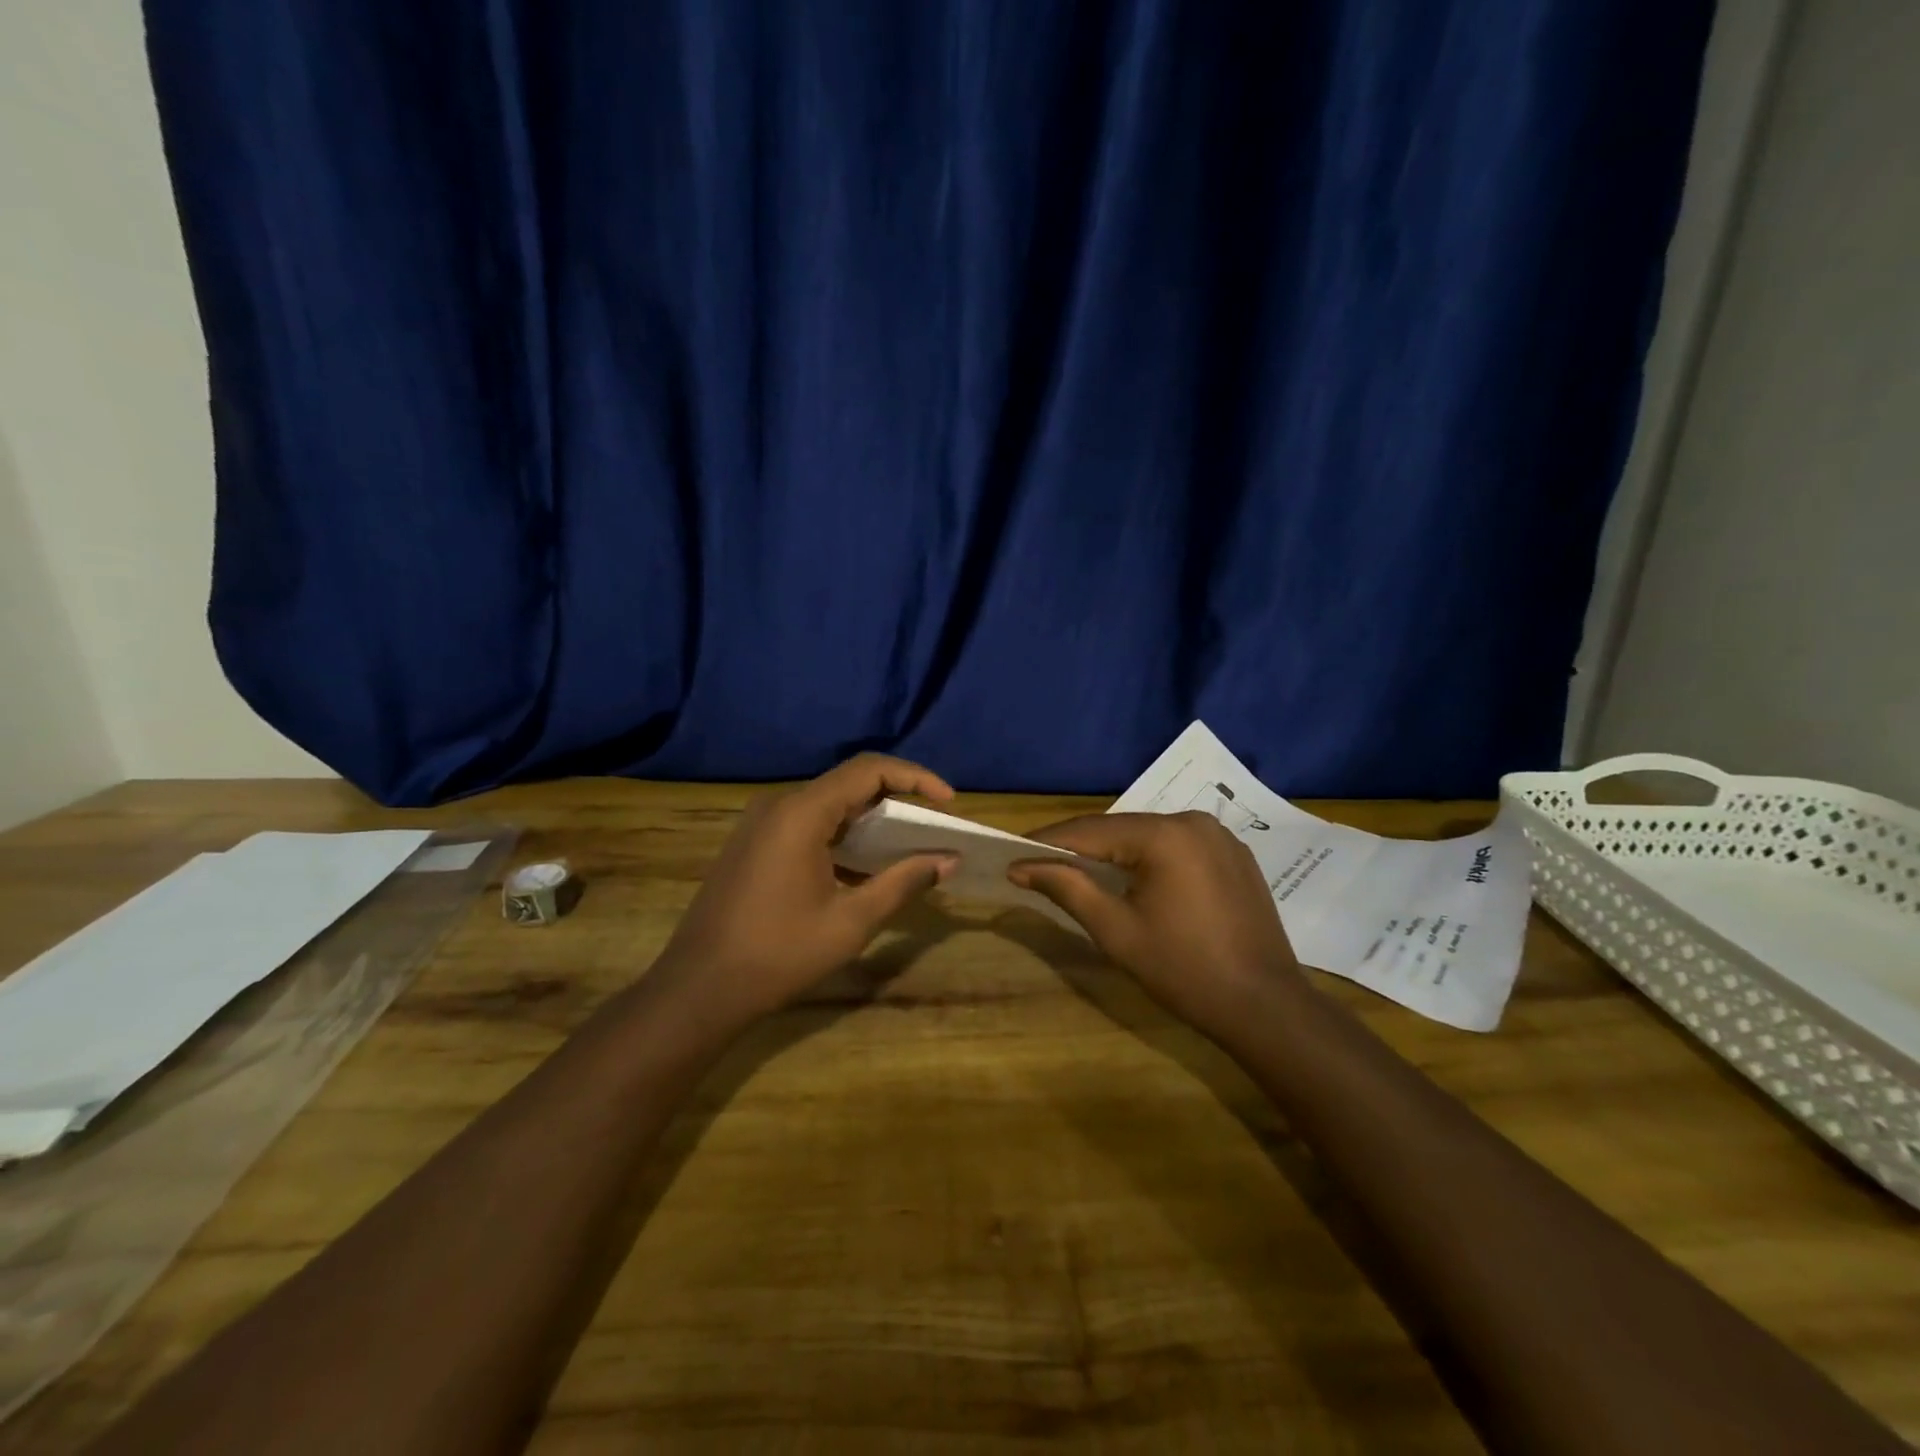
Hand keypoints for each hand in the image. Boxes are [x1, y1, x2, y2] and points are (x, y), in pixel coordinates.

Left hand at [653, 755, 958, 1023]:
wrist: (698, 988)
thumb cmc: (779, 954)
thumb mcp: (851, 921)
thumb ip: (903, 883)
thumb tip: (948, 861)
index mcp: (802, 813)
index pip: (869, 770)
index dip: (915, 777)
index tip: (948, 802)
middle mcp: (779, 805)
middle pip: (848, 783)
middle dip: (896, 799)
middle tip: (932, 826)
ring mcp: (761, 823)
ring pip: (828, 804)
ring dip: (869, 819)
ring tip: (906, 846)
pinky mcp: (753, 844)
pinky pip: (807, 824)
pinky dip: (842, 836)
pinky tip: (863, 868)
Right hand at [1010, 813, 1301, 1033]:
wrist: (1265, 1007)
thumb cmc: (1183, 970)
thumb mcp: (1116, 930)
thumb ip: (1068, 888)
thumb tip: (1021, 866)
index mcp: (1164, 835)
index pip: (1090, 830)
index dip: (1048, 842)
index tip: (1013, 854)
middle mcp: (1193, 822)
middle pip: (1120, 829)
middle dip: (1080, 847)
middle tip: (1040, 865)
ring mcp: (1219, 837)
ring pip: (1148, 837)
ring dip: (1114, 853)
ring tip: (1079, 872)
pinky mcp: (1234, 856)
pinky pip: (1178, 848)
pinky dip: (1149, 859)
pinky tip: (1135, 881)